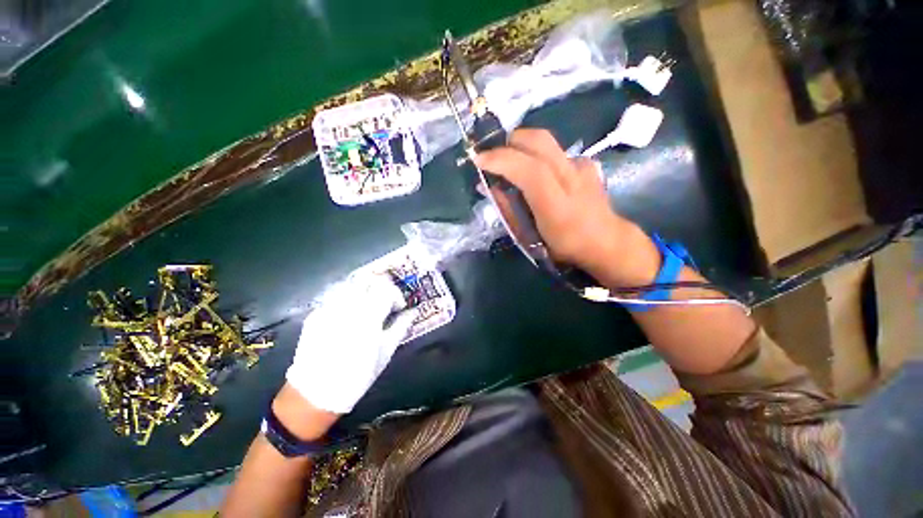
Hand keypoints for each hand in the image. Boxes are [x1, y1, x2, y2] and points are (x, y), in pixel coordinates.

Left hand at [285, 273, 416, 414]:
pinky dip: (348, 299)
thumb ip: (401, 326)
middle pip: (368, 279)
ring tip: (368, 304)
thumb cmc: (358, 375)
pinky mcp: (315, 314)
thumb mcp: (386, 351)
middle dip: (381, 286)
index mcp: (368, 316)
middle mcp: (347, 306)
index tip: (399, 307)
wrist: (315, 394)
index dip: (397, 295)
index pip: (387, 289)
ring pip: (351, 284)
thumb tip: (413, 311)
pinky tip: (349, 314)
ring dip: (364, 289)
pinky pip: (336, 296)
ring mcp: (328, 308)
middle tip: (385, 299)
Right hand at [474, 129, 658, 285]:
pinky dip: (538, 155)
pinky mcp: (585, 162)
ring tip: (510, 163)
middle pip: (538, 140)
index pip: (529, 169)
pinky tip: (536, 172)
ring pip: (545, 141)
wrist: (606, 241)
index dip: (501, 159)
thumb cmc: (562, 245)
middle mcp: (571, 177)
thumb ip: (509, 209)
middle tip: (493, 156)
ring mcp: (581, 165)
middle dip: (509, 142)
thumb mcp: (529, 236)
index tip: (479, 159)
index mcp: (556, 204)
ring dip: (521, 146)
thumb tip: (489, 186)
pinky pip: (554, 151)